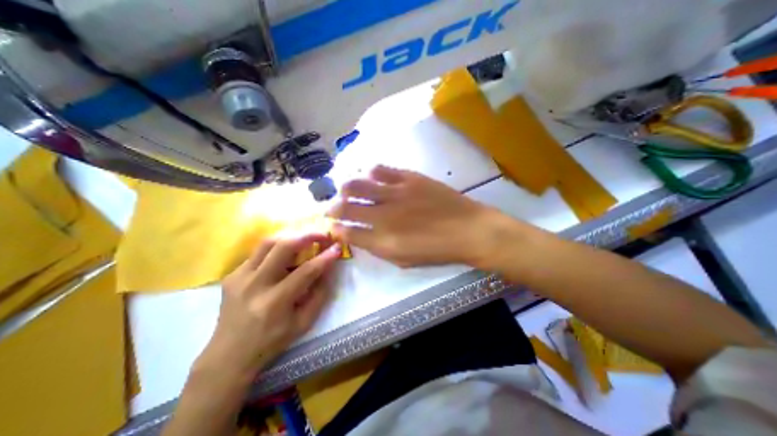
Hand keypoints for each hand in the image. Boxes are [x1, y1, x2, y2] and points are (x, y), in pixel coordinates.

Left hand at [198, 235, 340, 377]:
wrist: (229, 355)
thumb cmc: (272, 341)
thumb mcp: (304, 322)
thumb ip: (319, 293)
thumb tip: (328, 268)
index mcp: (275, 302)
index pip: (306, 271)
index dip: (325, 257)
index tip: (337, 247)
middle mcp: (255, 285)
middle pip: (282, 247)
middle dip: (307, 235)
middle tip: (321, 235)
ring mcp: (239, 277)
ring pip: (267, 243)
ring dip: (291, 237)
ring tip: (305, 239)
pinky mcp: (232, 274)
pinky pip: (258, 252)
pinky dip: (276, 248)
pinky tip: (284, 255)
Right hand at [326, 165, 503, 267]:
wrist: (469, 230)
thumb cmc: (437, 250)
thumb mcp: (404, 260)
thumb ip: (378, 248)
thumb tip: (359, 235)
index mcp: (382, 240)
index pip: (347, 232)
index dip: (336, 229)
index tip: (333, 226)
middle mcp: (383, 215)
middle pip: (346, 207)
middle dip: (333, 208)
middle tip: (331, 208)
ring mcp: (396, 193)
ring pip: (357, 185)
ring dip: (346, 188)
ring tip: (346, 190)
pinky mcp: (409, 178)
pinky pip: (382, 170)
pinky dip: (372, 173)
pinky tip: (371, 176)